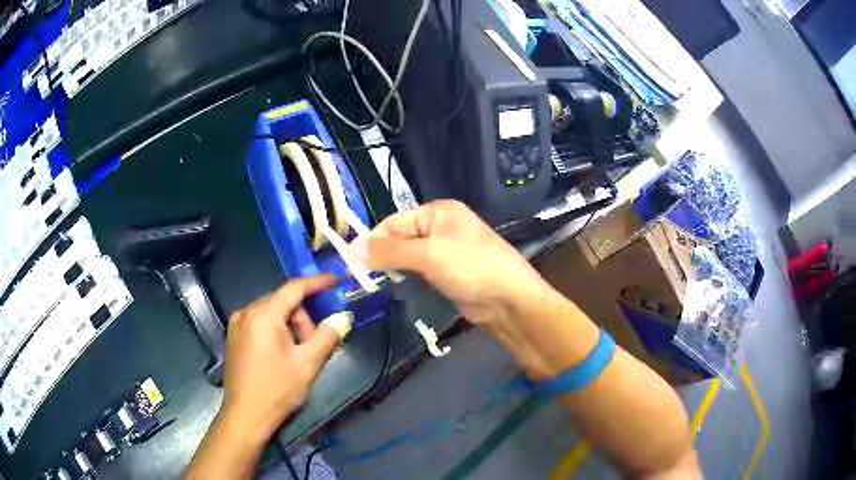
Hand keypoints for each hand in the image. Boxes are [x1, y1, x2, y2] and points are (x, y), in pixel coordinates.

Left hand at [186, 276, 342, 478]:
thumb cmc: (277, 390)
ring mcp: (237, 324)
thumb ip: (327, 336)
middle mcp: (246, 312)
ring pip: (272, 313)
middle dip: (303, 318)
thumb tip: (344, 317)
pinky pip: (260, 323)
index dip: (317, 283)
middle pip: (283, 302)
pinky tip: (283, 354)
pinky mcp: (234, 337)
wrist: (246, 415)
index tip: (335, 280)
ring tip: (298, 354)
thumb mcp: (308, 364)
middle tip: (314, 344)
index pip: (294, 288)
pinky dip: (276, 331)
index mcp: (263, 315)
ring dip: (290, 326)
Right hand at [351, 200, 548, 326]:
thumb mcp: (428, 255)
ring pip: (408, 255)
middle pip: (400, 237)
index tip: (351, 261)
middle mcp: (440, 226)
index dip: (372, 240)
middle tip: (359, 275)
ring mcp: (445, 250)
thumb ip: (389, 251)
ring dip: (392, 267)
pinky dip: (406, 276)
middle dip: (381, 254)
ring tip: (372, 281)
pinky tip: (396, 285)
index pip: (394, 221)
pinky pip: (419, 269)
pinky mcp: (447, 272)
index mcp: (437, 212)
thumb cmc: (470, 268)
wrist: (508, 299)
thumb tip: (350, 250)